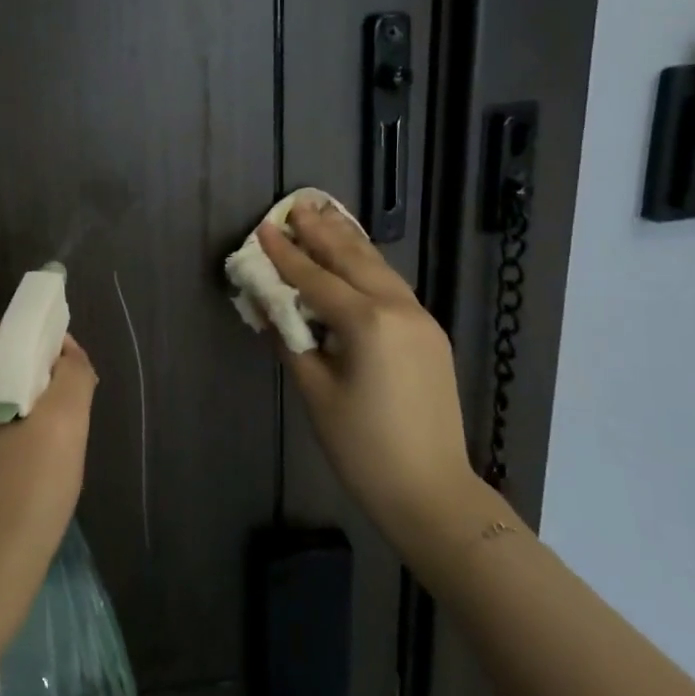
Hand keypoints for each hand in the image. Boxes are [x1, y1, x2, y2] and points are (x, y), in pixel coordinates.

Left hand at [0, 324, 96, 667]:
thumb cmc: (18, 501)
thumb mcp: (60, 428)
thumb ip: (72, 376)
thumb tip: (67, 356)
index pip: (5, 331)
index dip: (46, 338)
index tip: (77, 370)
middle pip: (0, 364)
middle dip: (42, 377)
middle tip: (73, 411)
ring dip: (34, 410)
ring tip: (59, 443)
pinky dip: (18, 436)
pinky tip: (36, 469)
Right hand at [256, 203, 477, 561]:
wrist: (430, 489)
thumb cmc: (362, 446)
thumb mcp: (315, 392)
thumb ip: (291, 341)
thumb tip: (270, 308)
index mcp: (367, 323)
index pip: (315, 279)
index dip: (286, 254)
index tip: (264, 227)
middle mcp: (399, 309)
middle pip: (353, 259)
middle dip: (322, 232)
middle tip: (297, 206)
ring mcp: (421, 320)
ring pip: (379, 268)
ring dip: (349, 242)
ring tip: (326, 217)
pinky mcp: (430, 334)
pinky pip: (393, 287)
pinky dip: (369, 267)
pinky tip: (356, 259)